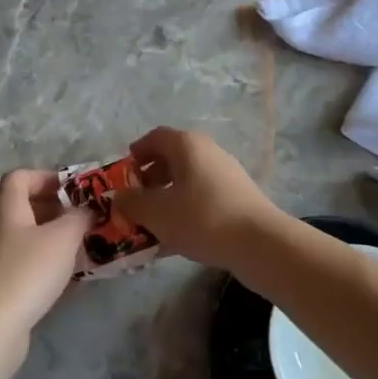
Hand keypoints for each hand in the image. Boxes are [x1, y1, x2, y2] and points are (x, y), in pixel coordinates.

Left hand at [0, 169, 92, 357]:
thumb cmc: (28, 272)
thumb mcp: (63, 237)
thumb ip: (78, 217)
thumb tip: (85, 210)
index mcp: (6, 208)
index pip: (19, 177)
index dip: (46, 177)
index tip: (73, 189)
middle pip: (22, 206)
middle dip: (54, 208)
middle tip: (81, 217)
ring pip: (24, 236)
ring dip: (51, 236)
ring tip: (79, 245)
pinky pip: (23, 261)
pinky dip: (44, 261)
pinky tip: (65, 275)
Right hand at [114, 126, 284, 270]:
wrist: (258, 242)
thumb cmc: (201, 218)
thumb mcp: (156, 212)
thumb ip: (131, 203)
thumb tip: (119, 197)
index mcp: (187, 145)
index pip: (156, 137)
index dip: (137, 152)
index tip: (124, 172)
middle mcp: (208, 152)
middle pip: (173, 158)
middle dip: (150, 178)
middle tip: (135, 200)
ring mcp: (226, 174)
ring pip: (188, 180)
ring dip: (167, 197)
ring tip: (152, 223)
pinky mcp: (237, 197)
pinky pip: (203, 198)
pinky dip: (186, 210)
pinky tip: (176, 238)